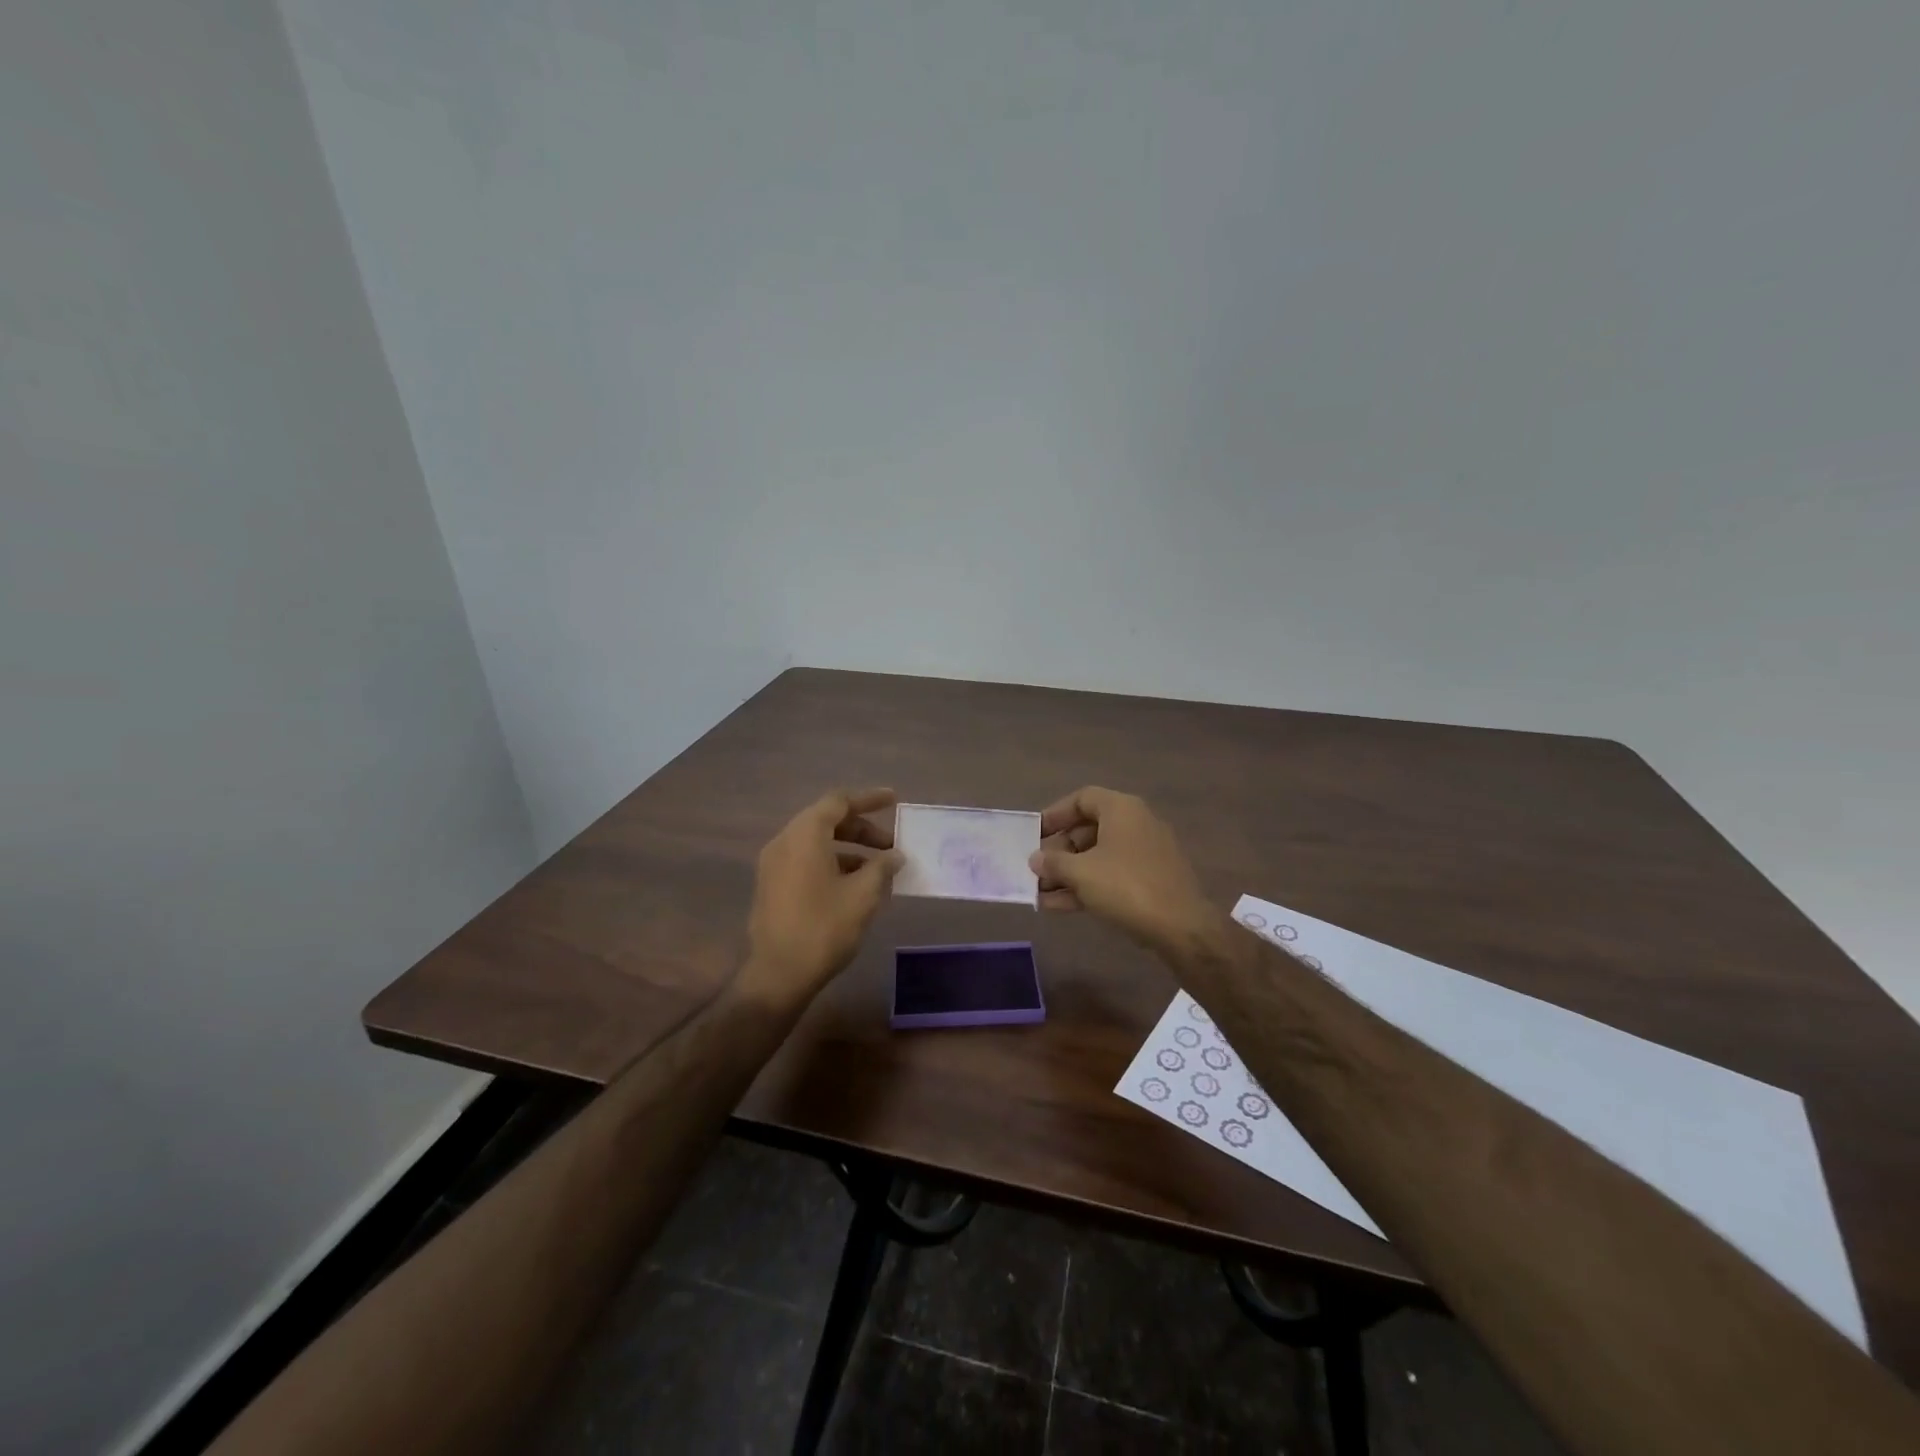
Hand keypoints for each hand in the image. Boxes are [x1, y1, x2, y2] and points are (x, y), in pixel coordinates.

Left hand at [741, 787, 902, 1009]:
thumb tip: (894, 855)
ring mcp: (774, 865)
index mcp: (805, 835)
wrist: (778, 975)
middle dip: (861, 828)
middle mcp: (785, 842)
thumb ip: (881, 867)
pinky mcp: (772, 886)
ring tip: (878, 868)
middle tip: (891, 844)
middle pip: (826, 820)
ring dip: (849, 848)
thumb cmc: (823, 927)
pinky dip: (832, 863)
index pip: (839, 801)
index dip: (869, 799)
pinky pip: (806, 861)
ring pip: (816, 842)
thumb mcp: (862, 895)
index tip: (894, 800)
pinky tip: (855, 886)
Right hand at [1029, 787, 1216, 952]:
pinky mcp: (1150, 880)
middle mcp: (1136, 824)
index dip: (1055, 814)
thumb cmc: (1126, 886)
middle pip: (1089, 829)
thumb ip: (1053, 862)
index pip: (1082, 799)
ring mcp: (1146, 854)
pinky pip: (1111, 875)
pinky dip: (1087, 886)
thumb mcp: (1081, 872)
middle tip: (1036, 867)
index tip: (1035, 833)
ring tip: (1039, 891)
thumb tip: (1036, 858)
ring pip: (1098, 856)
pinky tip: (1058, 905)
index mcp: (1122, 809)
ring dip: (1069, 873)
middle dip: (1059, 850)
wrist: (1181, 927)